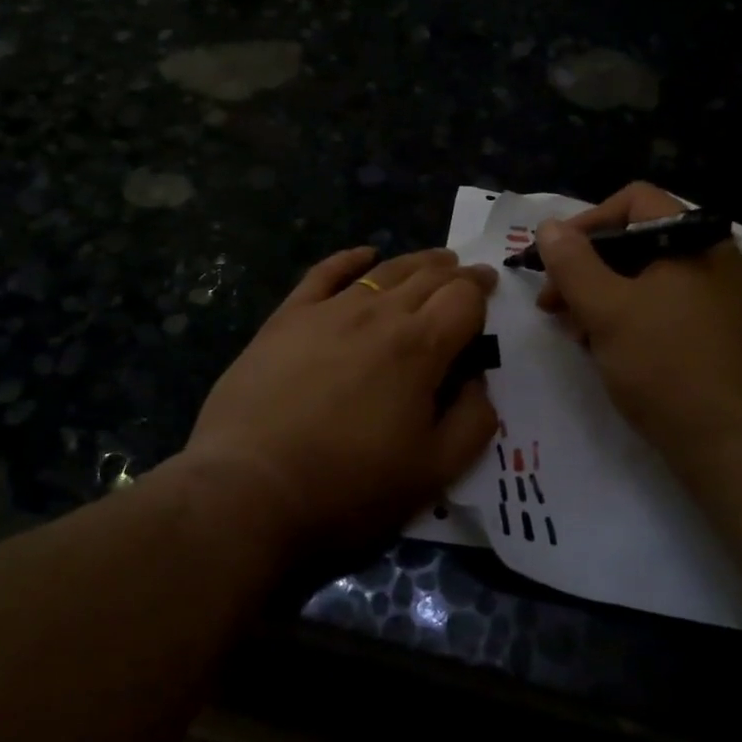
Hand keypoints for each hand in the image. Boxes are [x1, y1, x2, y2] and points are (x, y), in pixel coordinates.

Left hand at [183, 246, 498, 560]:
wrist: (250, 487)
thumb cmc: (349, 486)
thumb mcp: (434, 471)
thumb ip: (473, 421)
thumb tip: (478, 381)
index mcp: (419, 347)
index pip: (463, 299)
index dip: (482, 291)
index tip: (490, 290)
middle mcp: (378, 314)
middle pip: (427, 277)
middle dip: (455, 273)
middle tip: (469, 273)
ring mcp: (328, 311)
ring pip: (383, 271)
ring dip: (415, 262)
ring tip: (434, 260)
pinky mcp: (287, 318)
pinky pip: (323, 274)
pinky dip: (349, 259)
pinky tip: (363, 254)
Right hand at [534, 182, 741, 479]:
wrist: (732, 446)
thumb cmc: (666, 366)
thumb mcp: (607, 310)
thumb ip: (572, 263)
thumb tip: (548, 226)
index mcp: (693, 240)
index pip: (634, 200)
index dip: (587, 221)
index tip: (554, 258)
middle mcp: (709, 258)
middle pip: (635, 239)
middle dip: (586, 266)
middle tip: (552, 302)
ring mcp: (713, 297)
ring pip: (643, 277)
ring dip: (599, 295)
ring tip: (571, 329)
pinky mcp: (710, 331)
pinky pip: (658, 306)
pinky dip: (625, 316)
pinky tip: (600, 346)